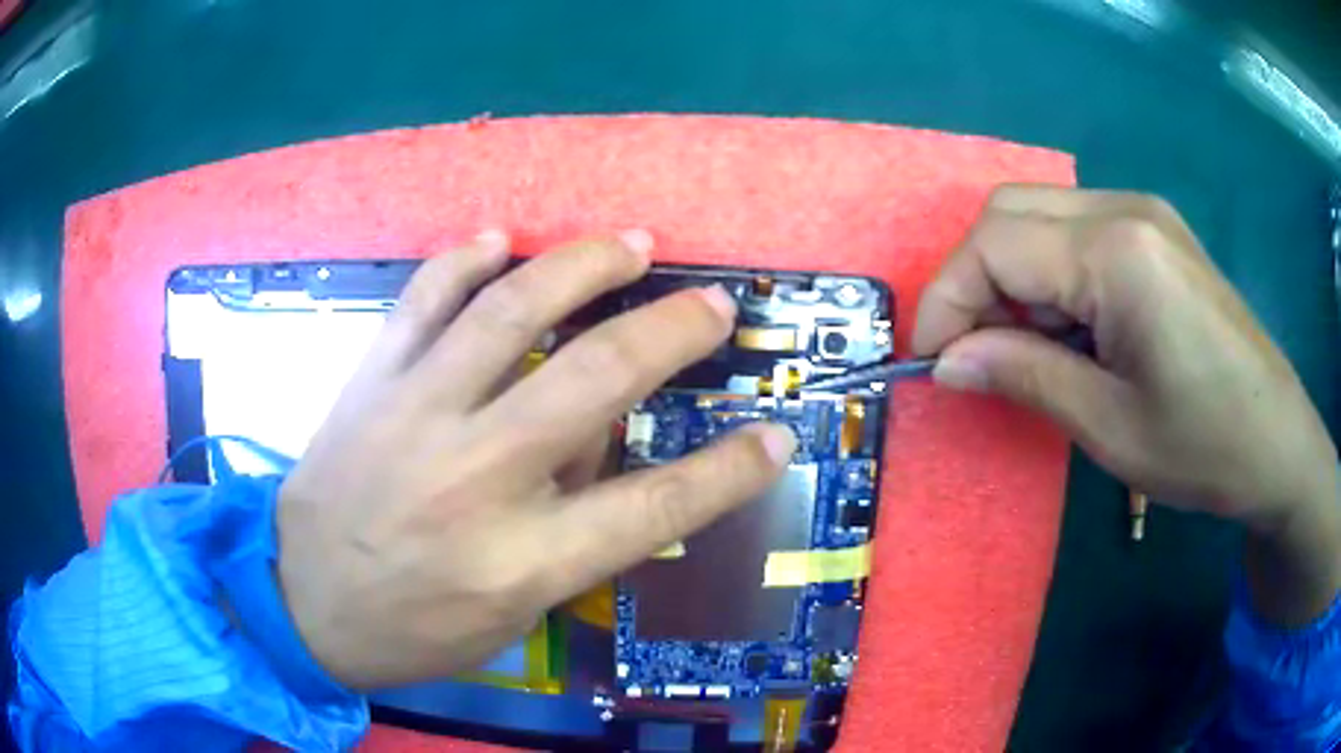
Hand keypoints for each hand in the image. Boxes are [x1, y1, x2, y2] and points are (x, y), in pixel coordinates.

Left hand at [276, 230, 796, 688]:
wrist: (297, 603)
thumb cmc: (411, 628)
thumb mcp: (509, 614)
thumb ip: (567, 535)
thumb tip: (596, 446)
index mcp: (522, 561)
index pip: (655, 507)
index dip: (728, 470)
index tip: (775, 434)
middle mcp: (475, 478)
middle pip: (595, 381)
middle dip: (670, 332)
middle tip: (714, 303)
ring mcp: (415, 415)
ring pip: (510, 313)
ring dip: (581, 267)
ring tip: (629, 243)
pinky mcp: (370, 382)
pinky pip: (422, 299)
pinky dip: (464, 260)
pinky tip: (500, 239)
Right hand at [913, 186, 1338, 621]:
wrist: (1279, 444)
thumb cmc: (1204, 448)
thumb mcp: (1108, 426)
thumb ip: (1023, 377)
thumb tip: (945, 362)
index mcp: (1118, 252)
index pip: (995, 245)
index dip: (946, 300)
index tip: (930, 363)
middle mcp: (1126, 208)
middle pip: (1010, 212)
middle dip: (973, 280)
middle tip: (975, 353)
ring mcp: (1145, 213)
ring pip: (1040, 216)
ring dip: (1012, 277)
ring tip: (1025, 349)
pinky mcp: (1157, 232)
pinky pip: (1077, 230)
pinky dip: (1050, 274)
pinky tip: (1071, 328)